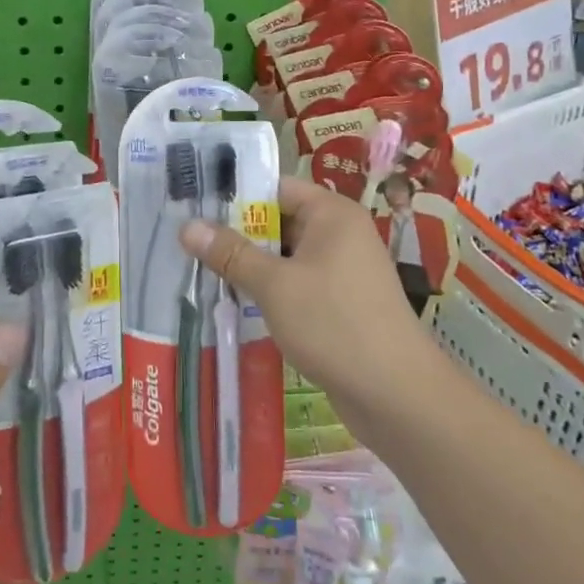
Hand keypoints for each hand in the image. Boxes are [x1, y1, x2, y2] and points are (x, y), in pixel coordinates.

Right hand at [180, 177, 425, 407]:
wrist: (396, 395)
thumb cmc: (334, 324)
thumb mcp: (274, 285)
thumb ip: (231, 253)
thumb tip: (187, 226)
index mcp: (332, 214)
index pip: (276, 188)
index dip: (236, 196)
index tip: (195, 208)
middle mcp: (340, 234)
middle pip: (279, 221)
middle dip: (238, 235)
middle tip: (189, 243)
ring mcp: (343, 270)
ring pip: (286, 257)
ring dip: (252, 266)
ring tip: (202, 271)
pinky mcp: (340, 303)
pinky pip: (297, 284)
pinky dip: (271, 290)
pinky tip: (236, 302)